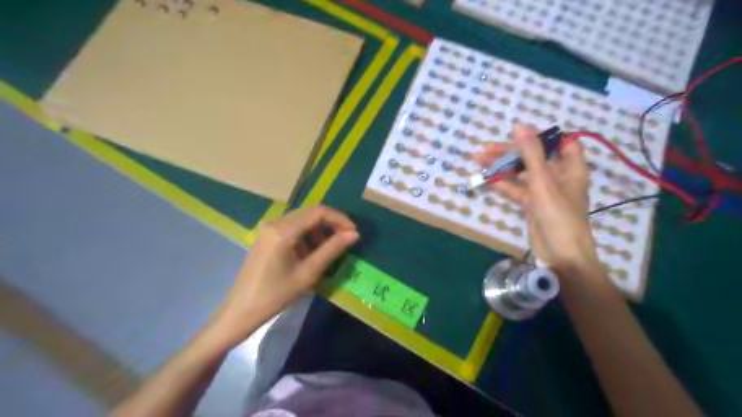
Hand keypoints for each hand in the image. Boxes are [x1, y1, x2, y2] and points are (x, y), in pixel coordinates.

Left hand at [208, 206, 358, 344]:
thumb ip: (331, 250)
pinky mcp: (266, 236)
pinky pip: (292, 228)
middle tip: (346, 238)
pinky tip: (311, 253)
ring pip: (301, 219)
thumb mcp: (307, 273)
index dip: (339, 219)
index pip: (318, 212)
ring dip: (319, 230)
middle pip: (310, 212)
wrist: (240, 311)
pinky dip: (306, 235)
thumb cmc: (275, 295)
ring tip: (330, 248)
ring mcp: (268, 229)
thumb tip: (354, 234)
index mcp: (283, 231)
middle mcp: (274, 223)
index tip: (353, 232)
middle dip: (331, 223)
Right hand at [476, 124, 601, 269]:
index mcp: (570, 167)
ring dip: (502, 167)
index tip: (519, 134)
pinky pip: (516, 188)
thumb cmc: (558, 215)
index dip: (542, 136)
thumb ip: (531, 153)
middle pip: (534, 156)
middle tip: (486, 149)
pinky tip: (486, 178)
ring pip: (521, 172)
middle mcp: (558, 176)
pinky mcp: (532, 203)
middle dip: (510, 152)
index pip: (562, 142)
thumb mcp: (543, 181)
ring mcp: (544, 190)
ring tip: (479, 159)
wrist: (560, 254)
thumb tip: (519, 125)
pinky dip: (503, 183)